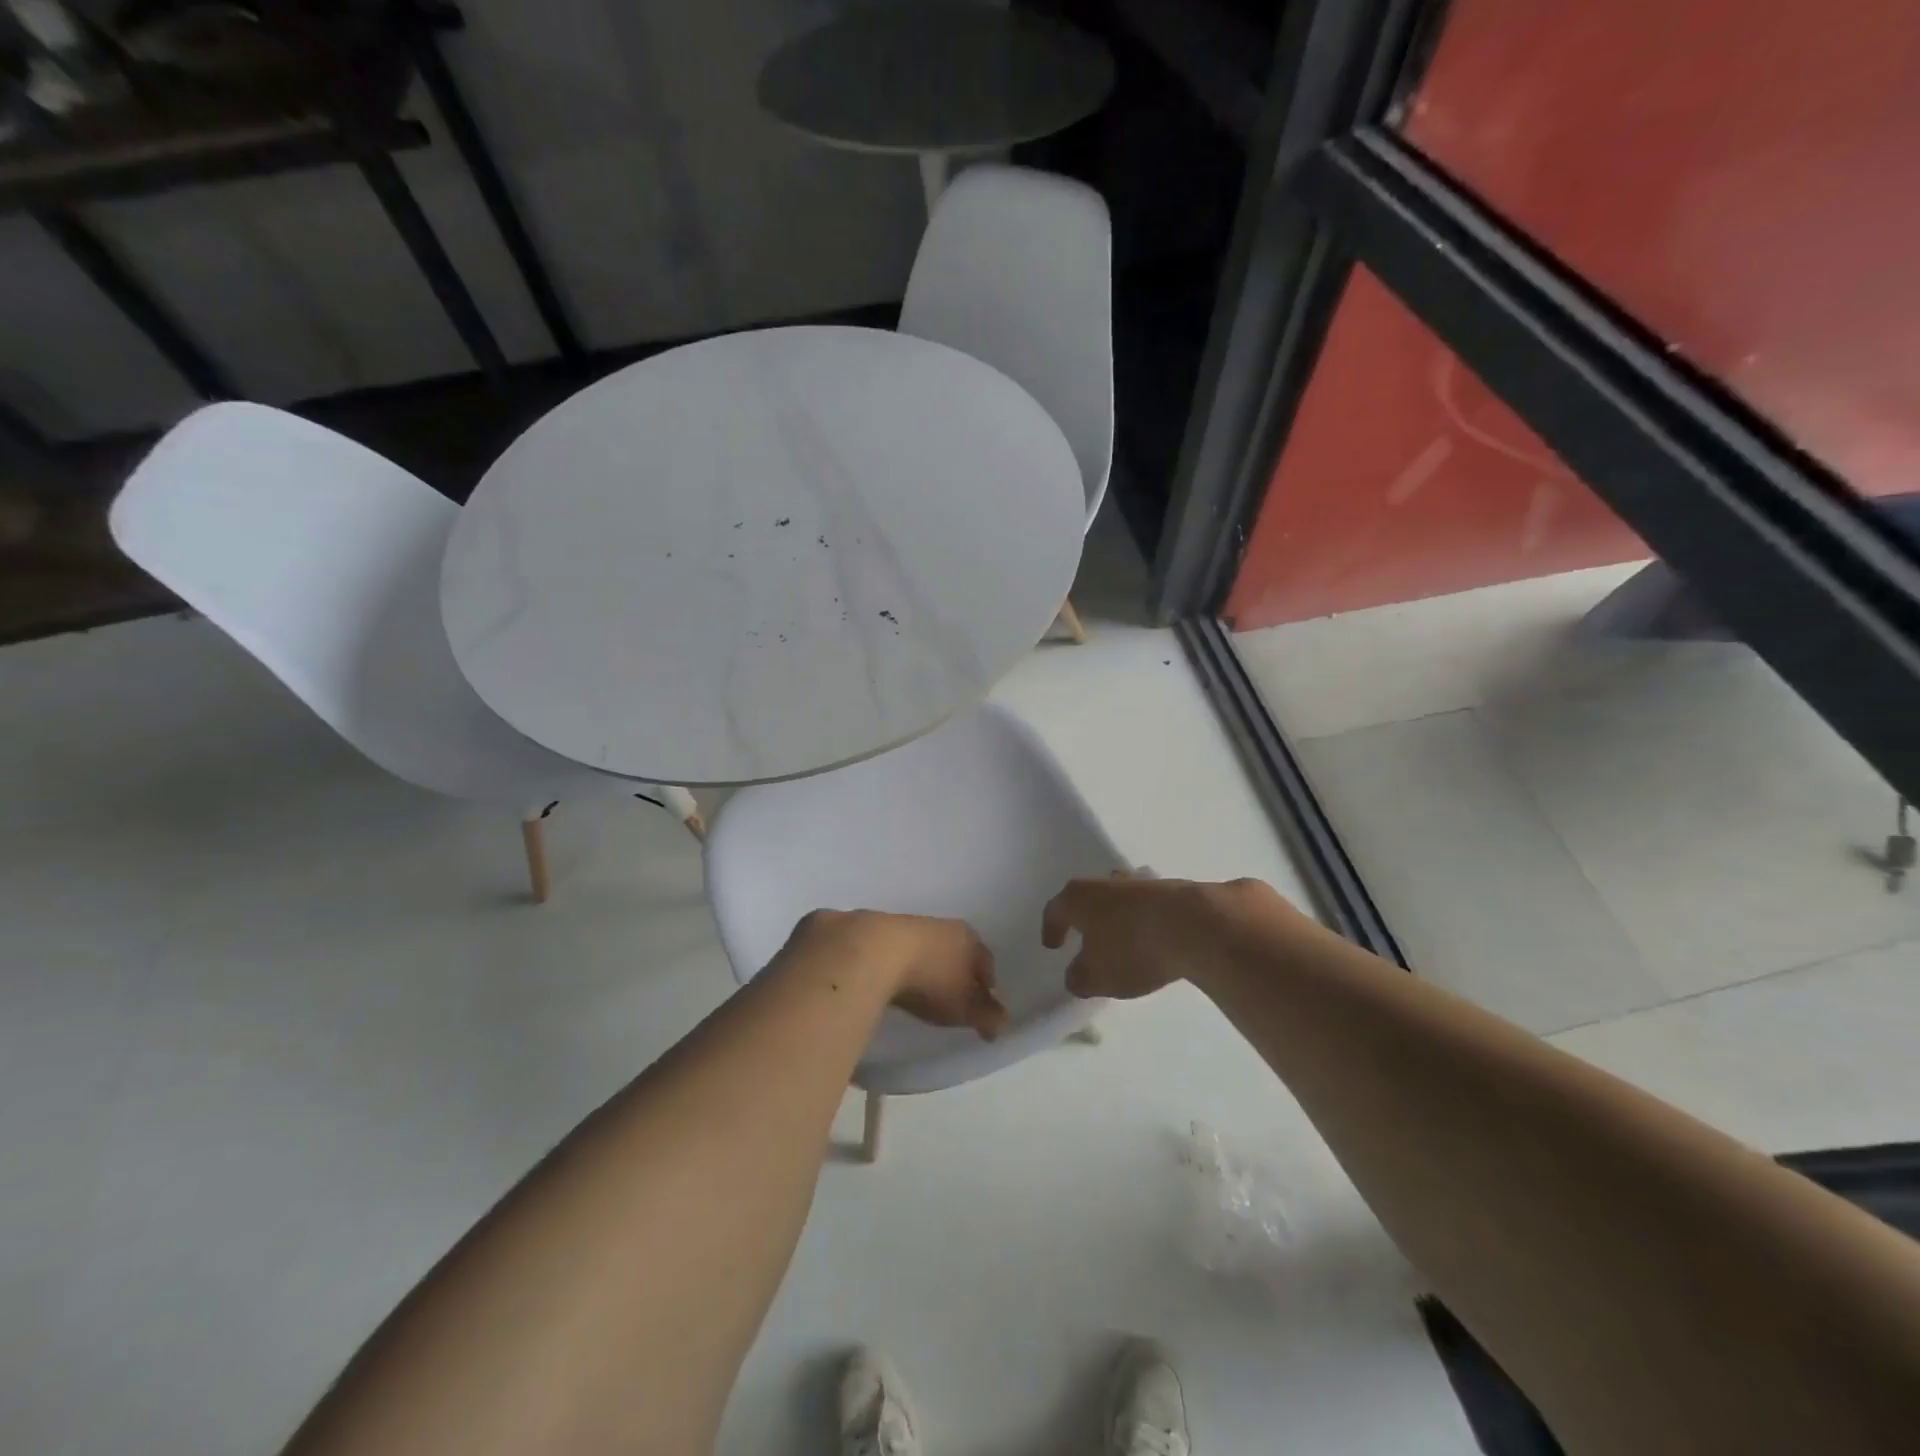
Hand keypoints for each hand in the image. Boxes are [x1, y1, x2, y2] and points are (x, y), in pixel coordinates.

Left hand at [792, 910, 1007, 1039]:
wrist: (871, 953)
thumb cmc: (929, 980)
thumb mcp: (963, 1006)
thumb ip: (987, 1015)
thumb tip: (1003, 1023)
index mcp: (967, 937)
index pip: (985, 959)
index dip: (987, 981)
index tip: (984, 999)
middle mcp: (940, 925)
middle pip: (955, 949)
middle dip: (957, 969)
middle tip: (954, 994)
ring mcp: (905, 925)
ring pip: (924, 947)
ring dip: (925, 965)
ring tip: (920, 989)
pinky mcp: (874, 931)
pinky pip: (894, 952)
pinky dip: (897, 965)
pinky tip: (890, 980)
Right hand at [1042, 874, 1291, 999]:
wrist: (1197, 926)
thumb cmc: (1132, 949)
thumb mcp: (1096, 977)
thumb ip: (1079, 978)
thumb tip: (1076, 975)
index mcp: (1080, 898)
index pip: (1056, 910)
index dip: (1052, 929)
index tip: (1052, 946)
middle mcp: (1108, 883)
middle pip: (1091, 896)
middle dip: (1089, 916)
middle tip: (1089, 937)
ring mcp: (1144, 883)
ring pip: (1125, 898)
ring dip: (1122, 916)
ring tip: (1126, 939)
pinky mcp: (1176, 890)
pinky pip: (1155, 906)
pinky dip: (1151, 921)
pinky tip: (1159, 938)